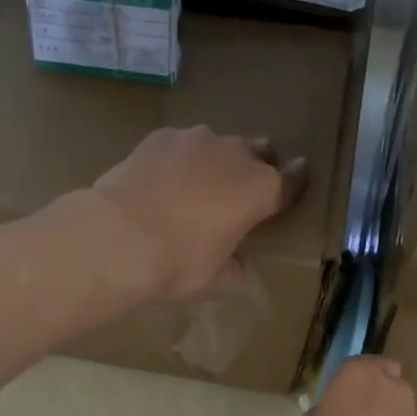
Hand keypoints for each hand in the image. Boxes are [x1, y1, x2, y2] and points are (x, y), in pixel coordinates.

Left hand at [91, 127, 308, 301]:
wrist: (117, 236)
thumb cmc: (178, 263)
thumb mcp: (217, 280)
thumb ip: (235, 268)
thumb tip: (236, 263)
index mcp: (261, 191)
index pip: (291, 181)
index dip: (296, 181)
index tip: (299, 175)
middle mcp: (236, 155)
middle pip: (259, 151)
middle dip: (256, 165)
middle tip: (240, 189)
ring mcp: (197, 139)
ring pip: (218, 144)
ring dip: (216, 160)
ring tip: (196, 184)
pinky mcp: (160, 136)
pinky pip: (182, 145)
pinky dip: (180, 159)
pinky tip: (163, 179)